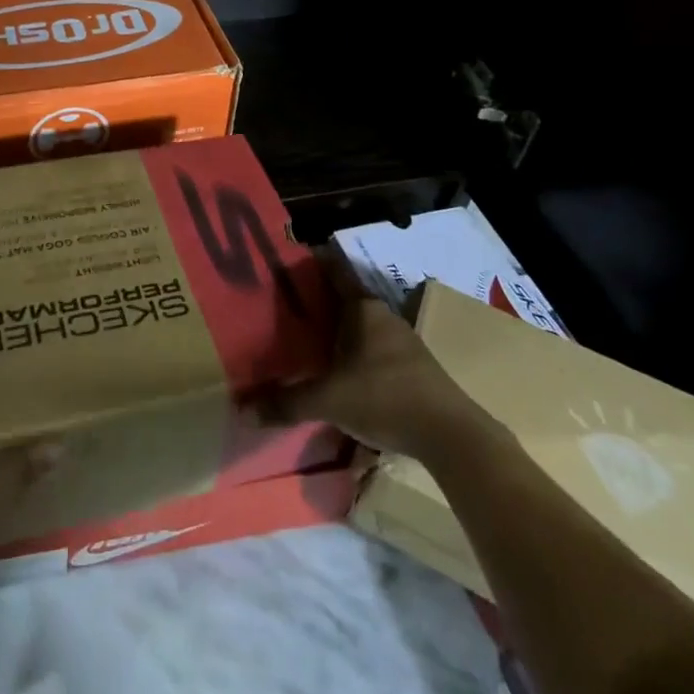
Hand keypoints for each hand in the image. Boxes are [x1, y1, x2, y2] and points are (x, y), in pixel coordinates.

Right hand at [261, 270, 488, 459]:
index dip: (310, 261)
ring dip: (336, 329)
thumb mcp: (329, 400)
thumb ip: (287, 403)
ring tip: (306, 338)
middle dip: (316, 300)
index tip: (285, 258)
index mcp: (362, 308)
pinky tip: (339, 371)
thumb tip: (242, 410)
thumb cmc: (385, 398)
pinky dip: (353, 351)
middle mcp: (382, 315)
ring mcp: (402, 340)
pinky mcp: (412, 366)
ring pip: (360, 325)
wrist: (451, 435)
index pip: (333, 270)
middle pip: (343, 298)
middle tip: (284, 305)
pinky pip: (373, 347)